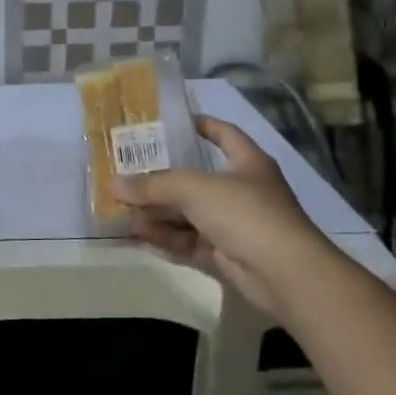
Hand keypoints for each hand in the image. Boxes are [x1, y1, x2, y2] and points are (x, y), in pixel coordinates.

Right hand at [112, 115, 330, 318]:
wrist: (283, 272)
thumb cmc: (244, 212)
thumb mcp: (193, 188)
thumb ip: (152, 185)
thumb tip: (112, 184)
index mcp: (247, 162)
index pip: (224, 134)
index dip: (201, 125)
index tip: (171, 122)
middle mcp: (242, 190)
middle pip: (196, 179)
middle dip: (162, 178)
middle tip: (127, 172)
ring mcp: (235, 224)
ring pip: (189, 213)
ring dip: (158, 211)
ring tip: (122, 209)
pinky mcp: (226, 253)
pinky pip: (189, 241)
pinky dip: (166, 237)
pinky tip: (138, 234)